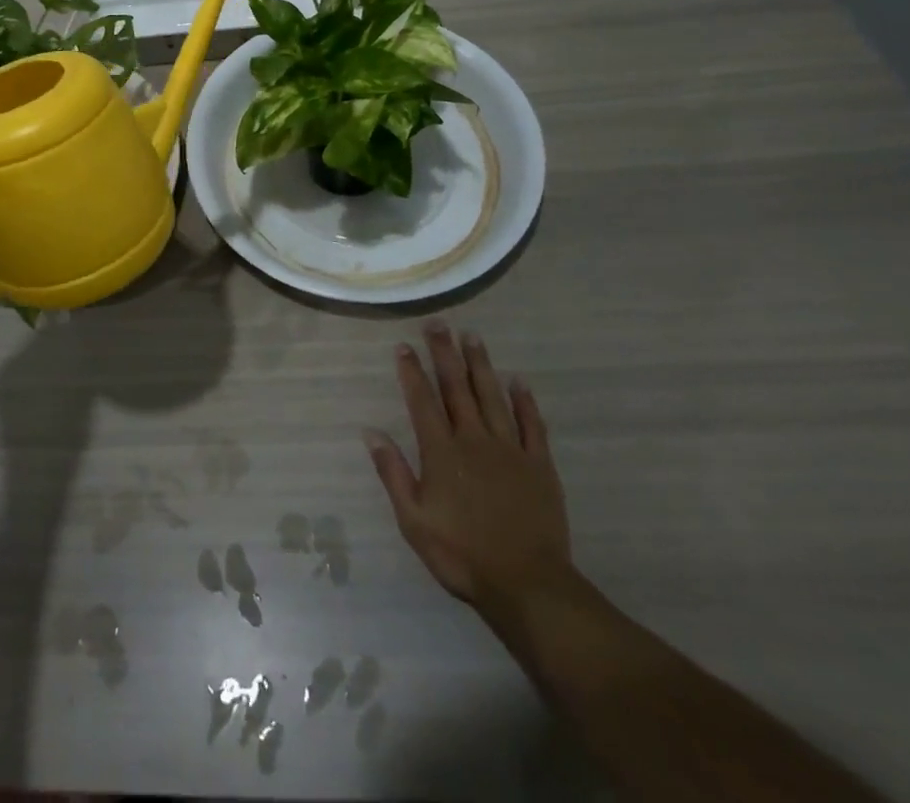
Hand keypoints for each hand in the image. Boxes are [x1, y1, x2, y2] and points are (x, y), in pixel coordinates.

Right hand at [365, 323, 572, 622]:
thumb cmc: (462, 554)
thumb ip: (393, 473)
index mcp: (441, 452)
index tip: (404, 345)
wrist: (528, 585)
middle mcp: (474, 440)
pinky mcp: (539, 465)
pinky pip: (532, 425)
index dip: (411, 371)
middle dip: (444, 353)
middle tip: (438, 324)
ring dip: (480, 365)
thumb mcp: (413, 520)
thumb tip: (370, 432)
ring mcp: (510, 450)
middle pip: (456, 388)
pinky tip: (518, 381)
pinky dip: (525, 401)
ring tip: (473, 337)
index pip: (422, 401)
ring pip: (492, 396)